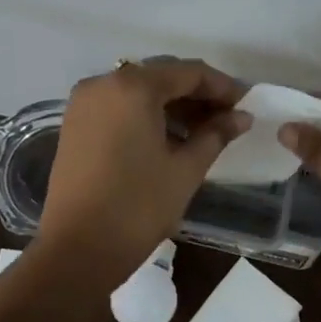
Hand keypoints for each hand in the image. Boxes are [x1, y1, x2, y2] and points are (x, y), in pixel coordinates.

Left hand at [36, 58, 247, 286]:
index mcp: (133, 86)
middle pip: (161, 77)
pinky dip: (147, 116)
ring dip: (173, 107)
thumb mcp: (186, 169)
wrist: (78, 249)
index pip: (188, 72)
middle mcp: (103, 83)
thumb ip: (216, 134)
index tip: (246, 105)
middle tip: (228, 119)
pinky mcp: (74, 126)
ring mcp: (83, 104)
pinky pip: (119, 108)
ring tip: (204, 133)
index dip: (222, 87)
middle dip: (197, 95)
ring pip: (139, 92)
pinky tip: (170, 139)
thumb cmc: (139, 206)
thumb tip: (241, 117)